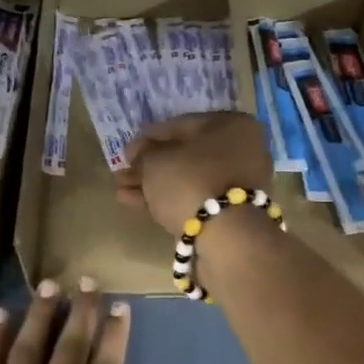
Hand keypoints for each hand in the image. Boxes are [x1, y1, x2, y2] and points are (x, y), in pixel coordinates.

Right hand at [114, 112, 273, 235]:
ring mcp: (238, 184)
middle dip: (150, 165)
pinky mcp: (230, 213)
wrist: (226, 238)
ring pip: (187, 179)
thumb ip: (143, 153)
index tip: (127, 150)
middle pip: (185, 155)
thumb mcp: (156, 161)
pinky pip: (193, 199)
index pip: (182, 125)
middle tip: (123, 172)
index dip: (149, 136)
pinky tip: (134, 202)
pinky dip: (166, 199)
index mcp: (232, 125)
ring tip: (121, 190)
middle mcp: (241, 150)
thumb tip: (138, 152)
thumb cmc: (191, 181)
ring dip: (153, 184)